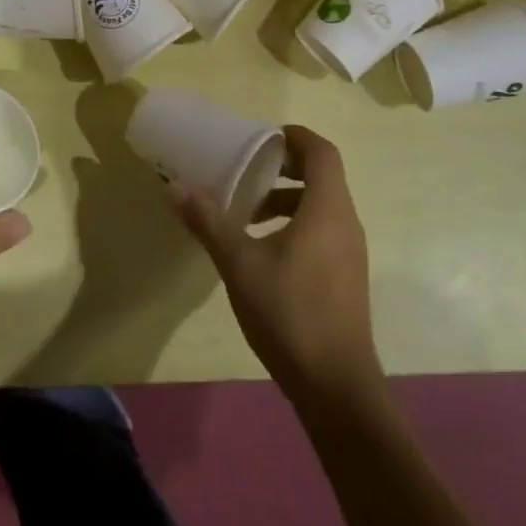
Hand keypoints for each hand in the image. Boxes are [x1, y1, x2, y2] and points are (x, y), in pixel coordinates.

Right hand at [170, 125, 379, 403]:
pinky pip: (323, 231)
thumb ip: (209, 221)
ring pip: (322, 206)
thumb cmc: (290, 313)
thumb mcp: (239, 263)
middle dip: (284, 167)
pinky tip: (263, 250)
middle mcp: (346, 223)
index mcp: (328, 209)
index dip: (294, 137)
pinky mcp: (346, 278)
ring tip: (247, 213)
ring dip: (287, 199)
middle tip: (247, 169)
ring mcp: (350, 253)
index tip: (262, 137)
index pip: (322, 152)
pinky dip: (295, 224)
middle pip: (323, 176)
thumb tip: (175, 186)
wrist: (337, 388)